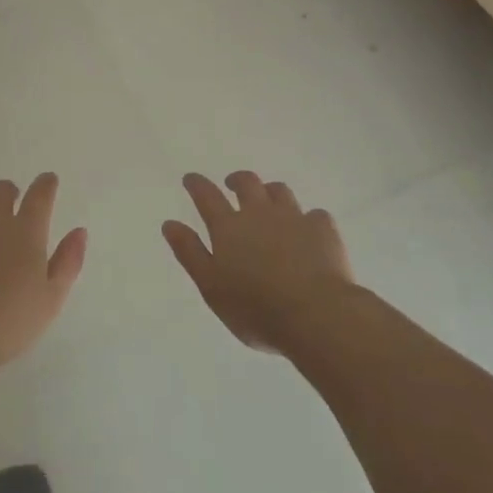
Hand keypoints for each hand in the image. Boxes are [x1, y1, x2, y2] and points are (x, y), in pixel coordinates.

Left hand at [0, 174, 86, 386]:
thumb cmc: (8, 324)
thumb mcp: (51, 300)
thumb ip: (68, 262)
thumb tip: (79, 231)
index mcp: (26, 232)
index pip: (40, 194)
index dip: (46, 184)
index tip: (49, 182)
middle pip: (2, 189)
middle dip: (11, 193)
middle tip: (14, 208)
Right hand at [164, 172, 354, 353]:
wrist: (316, 314)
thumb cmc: (255, 308)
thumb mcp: (211, 286)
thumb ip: (190, 253)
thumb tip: (169, 224)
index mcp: (229, 227)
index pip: (207, 196)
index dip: (197, 184)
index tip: (191, 179)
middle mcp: (260, 213)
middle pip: (247, 183)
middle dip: (236, 179)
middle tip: (231, 184)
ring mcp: (294, 218)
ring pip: (280, 191)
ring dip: (270, 191)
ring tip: (268, 200)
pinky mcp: (323, 229)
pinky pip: (315, 214)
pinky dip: (308, 218)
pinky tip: (309, 229)